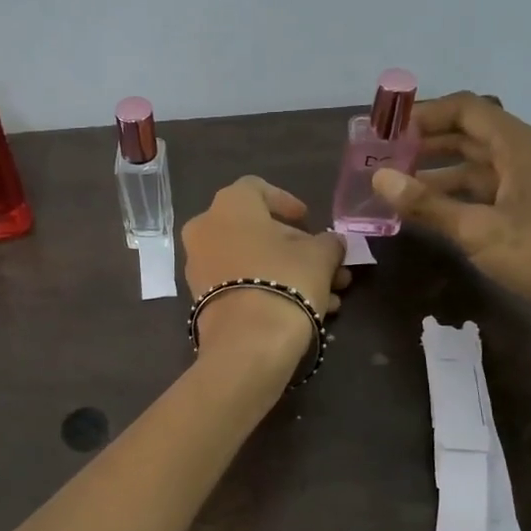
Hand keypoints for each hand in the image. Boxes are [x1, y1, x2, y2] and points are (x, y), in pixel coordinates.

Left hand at [181, 177, 350, 378]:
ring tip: (329, 294)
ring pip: (251, 261)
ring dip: (289, 272)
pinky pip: (240, 284)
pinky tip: (306, 310)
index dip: (286, 202)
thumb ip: (328, 242)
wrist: (247, 342)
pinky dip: (269, 290)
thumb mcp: (320, 256)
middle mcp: (205, 229)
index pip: (257, 188)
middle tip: (328, 264)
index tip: (308, 220)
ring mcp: (199, 266)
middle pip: (256, 230)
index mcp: (229, 205)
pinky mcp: (202, 300)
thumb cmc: (285, 280)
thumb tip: (331, 244)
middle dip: (296, 247)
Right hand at [371, 93, 530, 377]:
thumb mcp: (480, 230)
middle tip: (380, 159)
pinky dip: (455, 202)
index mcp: (520, 147)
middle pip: (469, 137)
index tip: (385, 130)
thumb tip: (379, 177)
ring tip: (393, 189)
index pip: (466, 110)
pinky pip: (486, 199)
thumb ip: (428, 204)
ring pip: (476, 171)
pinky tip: (428, 217)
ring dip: (436, 176)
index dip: (425, 114)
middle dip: (424, 144)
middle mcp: (526, 159)